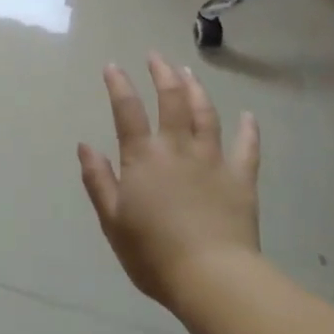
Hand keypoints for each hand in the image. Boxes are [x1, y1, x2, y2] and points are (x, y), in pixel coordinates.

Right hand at [78, 53, 260, 309]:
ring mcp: (213, 160)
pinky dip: (249, 130)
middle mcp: (177, 148)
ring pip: (206, 114)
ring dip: (196, 89)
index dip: (119, 84)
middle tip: (156, 56)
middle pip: (171, 99)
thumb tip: (85, 146)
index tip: (113, 66)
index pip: (127, 110)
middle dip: (162, 73)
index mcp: (143, 157)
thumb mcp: (113, 220)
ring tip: (190, 72)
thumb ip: (98, 180)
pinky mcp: (241, 178)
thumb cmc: (153, 253)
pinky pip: (247, 147)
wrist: (211, 277)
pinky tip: (249, 116)